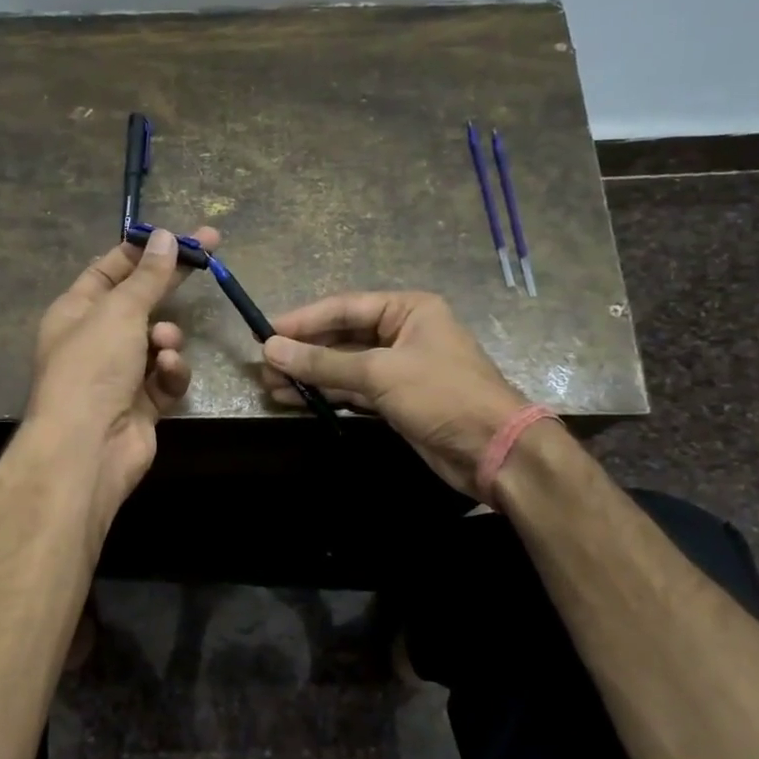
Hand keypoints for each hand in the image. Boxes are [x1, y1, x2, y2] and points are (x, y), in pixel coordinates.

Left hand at [25, 226, 220, 519]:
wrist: (87, 447)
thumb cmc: (93, 367)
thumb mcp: (120, 311)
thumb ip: (148, 276)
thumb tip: (165, 237)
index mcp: (77, 310)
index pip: (111, 268)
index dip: (145, 249)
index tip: (182, 233)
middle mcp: (96, 338)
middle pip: (141, 300)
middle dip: (172, 281)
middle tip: (211, 253)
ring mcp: (119, 373)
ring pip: (158, 340)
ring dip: (167, 339)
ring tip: (164, 344)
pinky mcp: (142, 404)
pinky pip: (166, 377)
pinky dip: (169, 373)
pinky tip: (166, 374)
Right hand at [260, 290, 527, 495]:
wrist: (495, 451)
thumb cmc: (442, 395)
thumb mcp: (380, 373)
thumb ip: (324, 362)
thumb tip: (271, 349)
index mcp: (408, 310)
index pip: (345, 307)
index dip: (304, 320)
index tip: (266, 332)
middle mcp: (403, 333)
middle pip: (343, 337)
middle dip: (304, 352)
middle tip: (263, 366)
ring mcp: (399, 369)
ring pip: (345, 366)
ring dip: (310, 376)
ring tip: (270, 386)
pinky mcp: (397, 401)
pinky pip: (353, 390)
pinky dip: (327, 395)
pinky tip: (296, 399)